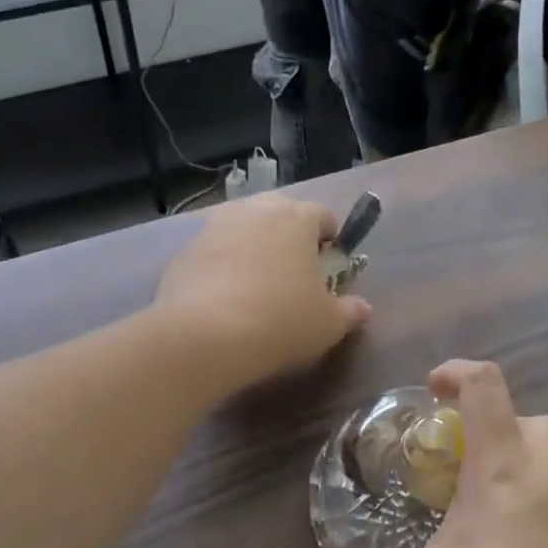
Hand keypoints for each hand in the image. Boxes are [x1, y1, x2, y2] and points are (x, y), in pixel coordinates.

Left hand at [154, 194, 371, 391]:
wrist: (205, 336)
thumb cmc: (280, 322)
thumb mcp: (327, 325)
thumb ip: (349, 311)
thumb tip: (363, 308)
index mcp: (297, 218)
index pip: (322, 215)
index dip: (329, 239)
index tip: (328, 265)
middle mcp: (255, 211)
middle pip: (279, 213)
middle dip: (289, 236)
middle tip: (293, 272)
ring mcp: (214, 227)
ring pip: (243, 229)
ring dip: (252, 248)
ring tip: (256, 285)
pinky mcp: (184, 251)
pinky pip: (213, 252)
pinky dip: (222, 266)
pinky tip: (224, 299)